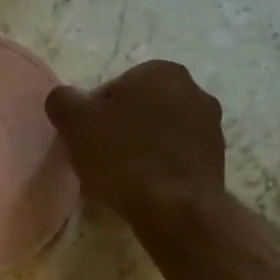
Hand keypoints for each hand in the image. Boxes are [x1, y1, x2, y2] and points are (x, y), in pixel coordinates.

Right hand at [45, 61, 225, 217]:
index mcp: (159, 71)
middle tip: (101, 159)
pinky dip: (160, 167)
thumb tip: (63, 97)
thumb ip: (62, 100)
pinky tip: (145, 188)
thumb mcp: (75, 123)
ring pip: (159, 133)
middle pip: (138, 109)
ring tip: (122, 178)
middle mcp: (192, 89)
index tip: (86, 141)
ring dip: (141, 148)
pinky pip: (176, 156)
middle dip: (120, 129)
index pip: (112, 90)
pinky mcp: (217, 157)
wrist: (175, 207)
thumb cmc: (122, 156)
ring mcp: (210, 124)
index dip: (93, 116)